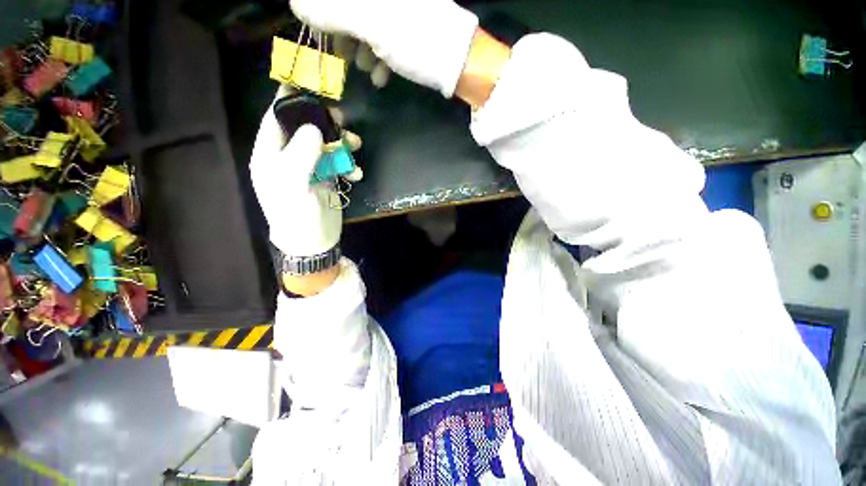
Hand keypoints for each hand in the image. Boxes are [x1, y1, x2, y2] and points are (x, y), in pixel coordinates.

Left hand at [250, 85, 360, 261]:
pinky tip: (356, 174)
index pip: (276, 118)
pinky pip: (338, 162)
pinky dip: (349, 165)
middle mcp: (288, 157)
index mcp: (271, 154)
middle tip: (341, 118)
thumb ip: (300, 153)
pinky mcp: (326, 178)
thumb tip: (313, 128)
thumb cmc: (296, 214)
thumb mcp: (293, 184)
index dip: (289, 100)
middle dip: (324, 122)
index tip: (307, 84)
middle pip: (305, 128)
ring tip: (355, 145)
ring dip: (342, 143)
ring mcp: (309, 167)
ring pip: (325, 144)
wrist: (313, 241)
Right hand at [290, 0, 478, 96]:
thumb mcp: (371, 24)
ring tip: (366, 70)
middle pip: (352, 10)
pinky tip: (381, 76)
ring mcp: (400, 11)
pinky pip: (387, 39)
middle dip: (344, 34)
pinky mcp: (410, 30)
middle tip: (341, 58)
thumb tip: (297, 4)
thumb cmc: (416, 40)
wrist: (459, 63)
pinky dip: (380, 57)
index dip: (324, 15)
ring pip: (369, 25)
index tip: (321, 35)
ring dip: (362, 49)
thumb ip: (333, 11)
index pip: (336, 2)